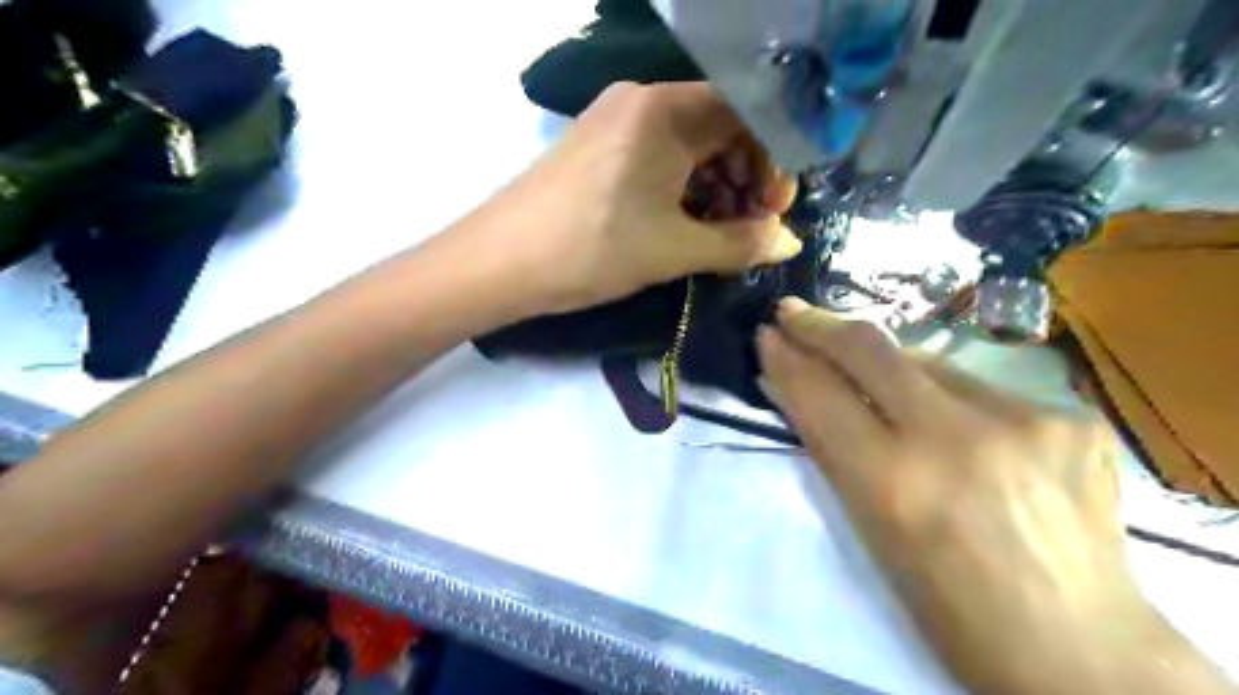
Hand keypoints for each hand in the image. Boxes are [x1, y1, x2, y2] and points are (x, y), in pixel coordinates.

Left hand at [470, 78, 797, 311]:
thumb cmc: (591, 249)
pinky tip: (684, 221)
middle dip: (745, 176)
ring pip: (687, 143)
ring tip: (719, 232)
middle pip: (718, 126)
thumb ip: (740, 244)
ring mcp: (614, 120)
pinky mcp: (597, 145)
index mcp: (665, 111)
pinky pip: (657, 154)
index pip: (747, 115)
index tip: (776, 209)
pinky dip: (681, 185)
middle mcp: (642, 101)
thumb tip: (790, 243)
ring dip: (715, 185)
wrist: (499, 262)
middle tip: (751, 226)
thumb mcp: (674, 250)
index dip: (773, 161)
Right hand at [756, 298, 1199, 693]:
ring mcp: (1023, 419)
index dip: (787, 358)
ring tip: (874, 382)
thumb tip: (792, 386)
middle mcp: (958, 438)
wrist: (1079, 648)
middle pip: (871, 349)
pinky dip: (948, 397)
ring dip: (887, 366)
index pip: (822, 395)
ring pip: (926, 362)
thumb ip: (829, 447)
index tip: (767, 334)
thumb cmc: (947, 605)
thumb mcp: (869, 529)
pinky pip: (980, 387)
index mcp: (896, 484)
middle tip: (793, 312)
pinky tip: (956, 426)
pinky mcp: (1068, 415)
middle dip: (822, 325)